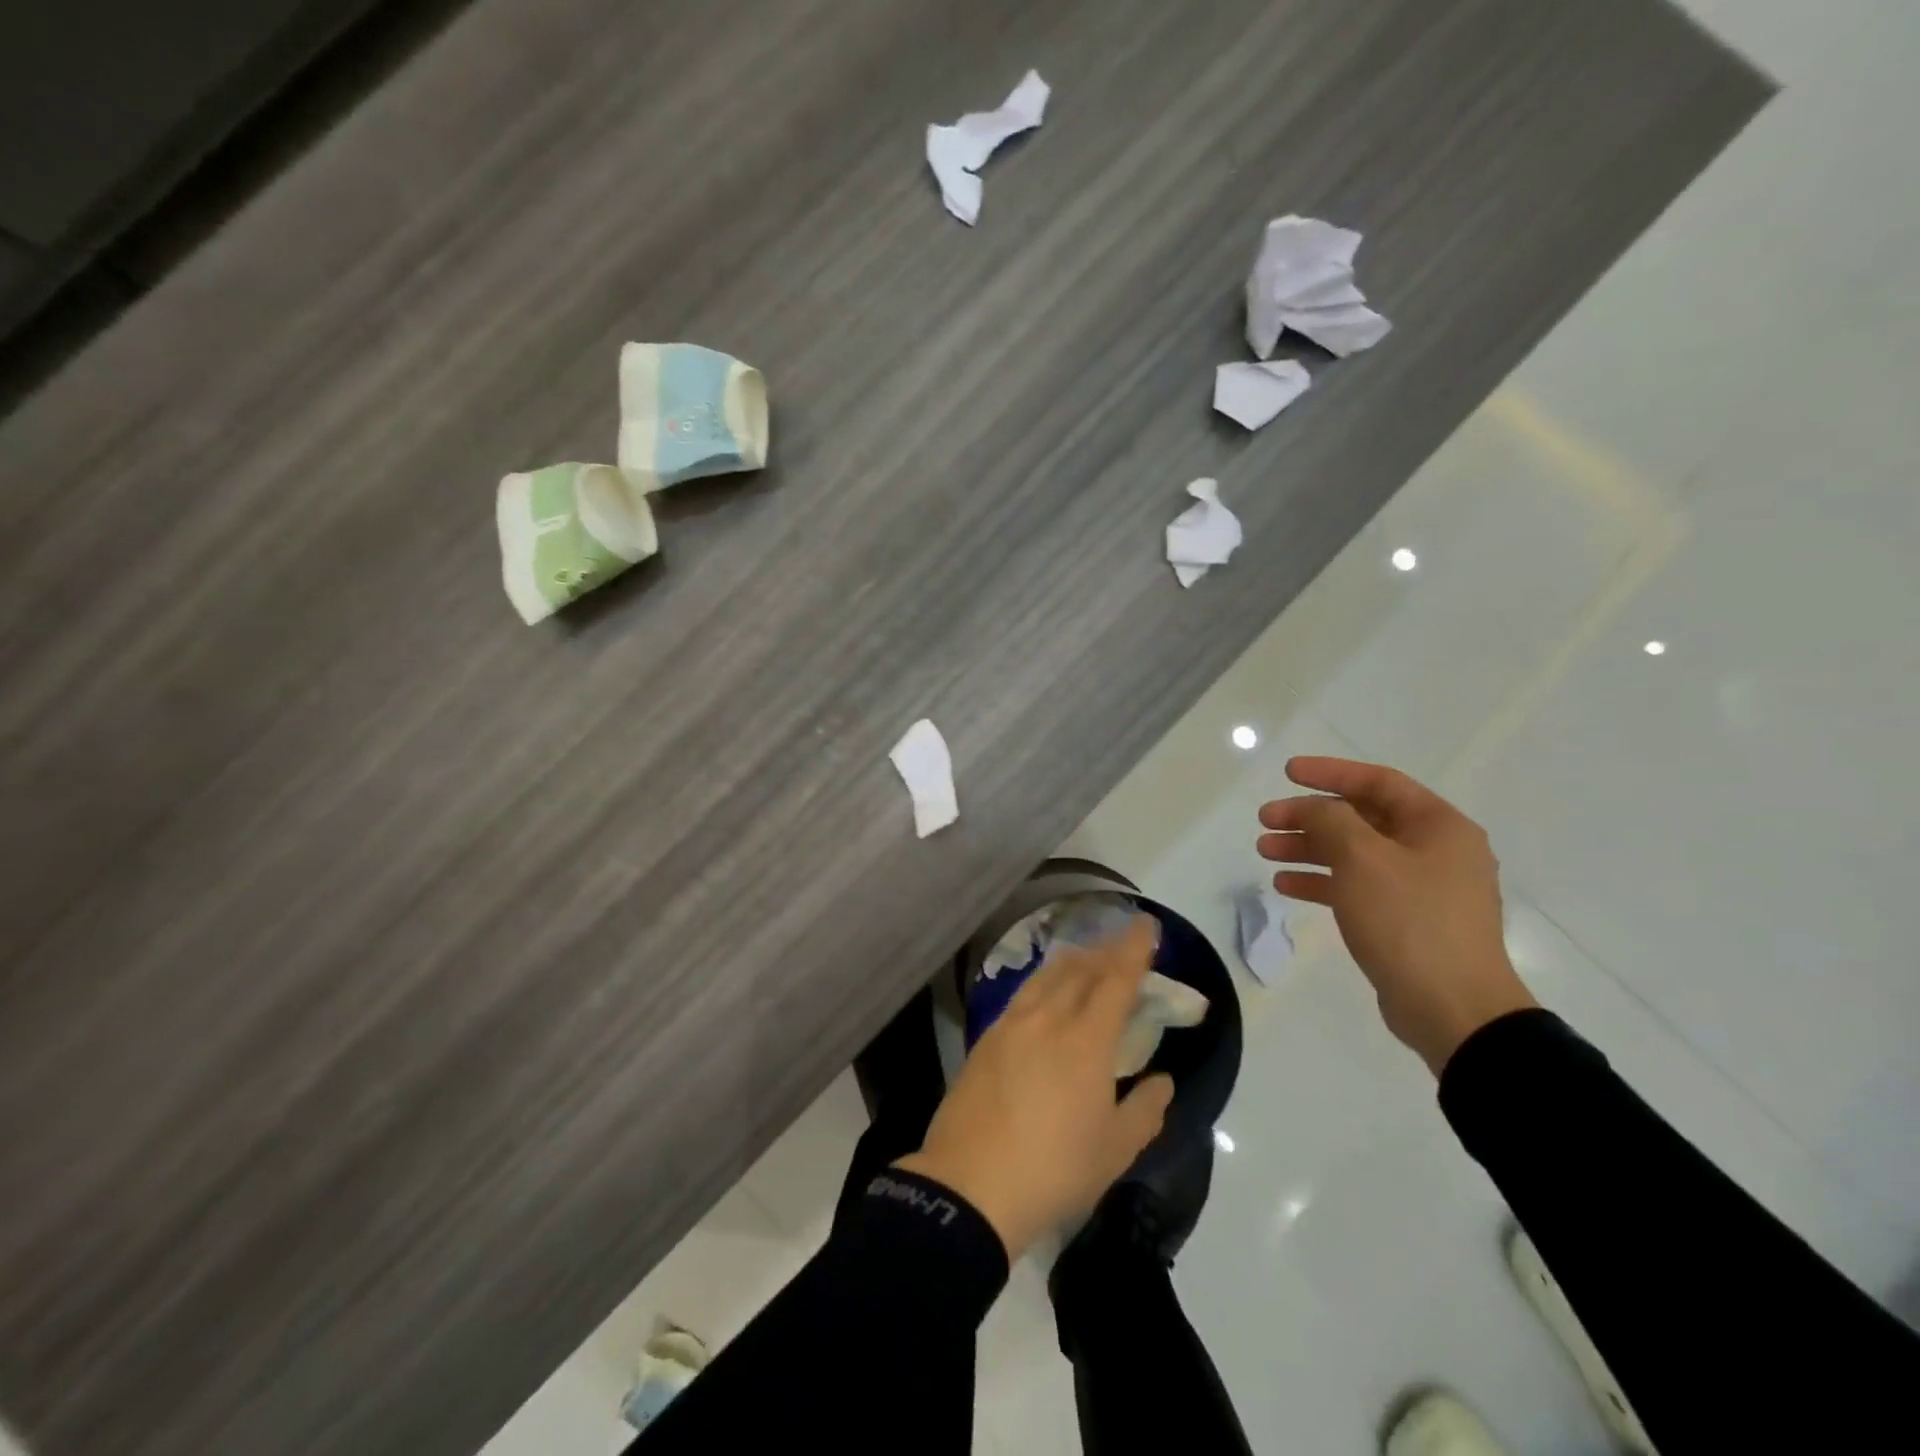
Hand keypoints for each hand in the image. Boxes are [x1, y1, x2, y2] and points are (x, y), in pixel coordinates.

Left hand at [896, 917, 1173, 1258]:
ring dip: (1073, 961)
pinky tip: (1045, 991)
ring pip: (1047, 976)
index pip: (1116, 980)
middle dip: (1106, 950)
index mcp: (1086, 1040)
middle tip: (1123, 941)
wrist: (971, 1185)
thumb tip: (1163, 1081)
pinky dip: (1044, 981)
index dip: (1134, 950)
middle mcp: (1048, 1018)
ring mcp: (1011, 1024)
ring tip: (1087, 957)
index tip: (1147, 925)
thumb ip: (1145, 1110)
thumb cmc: (1054, 1169)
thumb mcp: (1115, 1151)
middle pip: (1080, 969)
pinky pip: (1023, 993)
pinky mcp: (986, 1038)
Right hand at [1257, 756, 1536, 1074]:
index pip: (1378, 782)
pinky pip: (1357, 887)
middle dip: (1309, 816)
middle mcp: (1434, 851)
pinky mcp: (1405, 922)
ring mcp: (1421, 889)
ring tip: (1265, 851)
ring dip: (1308, 848)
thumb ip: (1330, 820)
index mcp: (1438, 827)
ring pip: (1354, 854)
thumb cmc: (1409, 921)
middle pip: (1361, 818)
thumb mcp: (1362, 858)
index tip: (1287, 773)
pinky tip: (1285, 885)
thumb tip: (1312, 809)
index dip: (1330, 773)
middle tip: (1265, 820)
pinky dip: (1322, 882)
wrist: (1453, 1011)